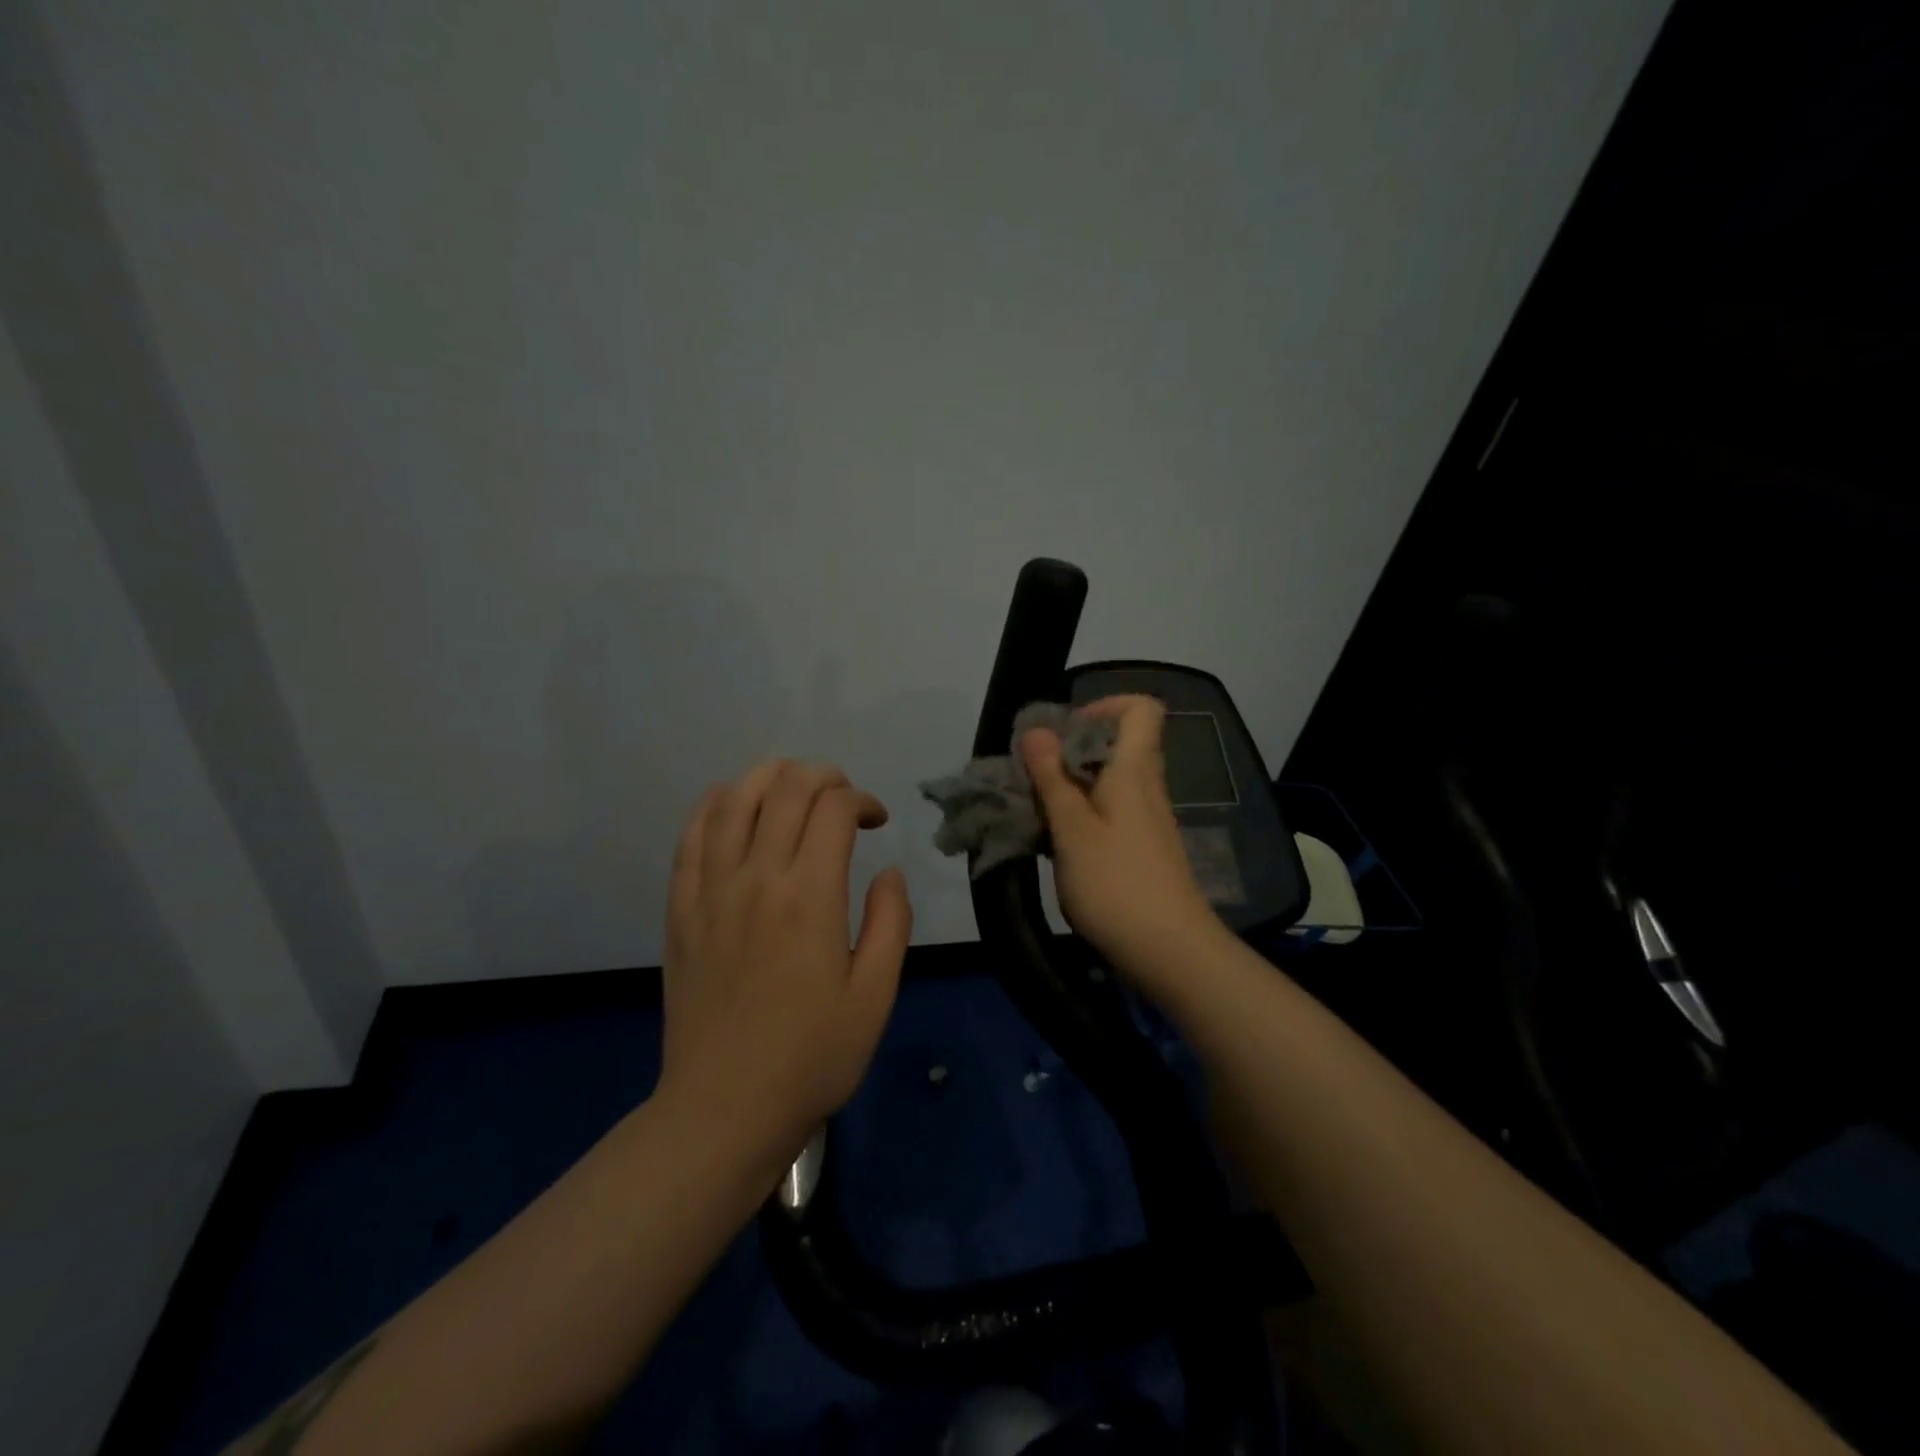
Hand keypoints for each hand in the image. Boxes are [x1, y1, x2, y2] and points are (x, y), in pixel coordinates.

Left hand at [658, 760, 911, 1167]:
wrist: (723, 1108)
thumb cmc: (811, 1057)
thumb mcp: (875, 996)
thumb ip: (890, 923)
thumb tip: (887, 871)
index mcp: (809, 897)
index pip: (833, 808)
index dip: (861, 799)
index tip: (876, 822)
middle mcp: (756, 878)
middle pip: (785, 788)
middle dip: (822, 776)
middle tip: (842, 798)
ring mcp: (710, 890)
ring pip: (732, 798)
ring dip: (769, 777)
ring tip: (793, 788)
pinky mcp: (681, 908)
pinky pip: (691, 835)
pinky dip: (715, 804)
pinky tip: (734, 807)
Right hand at [1022, 696, 1219, 980]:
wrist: (1171, 953)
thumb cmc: (1116, 884)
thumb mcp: (1072, 829)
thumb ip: (1052, 778)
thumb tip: (1037, 729)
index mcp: (1134, 772)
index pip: (1141, 708)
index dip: (1104, 705)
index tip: (1065, 730)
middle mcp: (1146, 788)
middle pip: (1117, 745)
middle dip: (1072, 750)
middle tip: (1034, 774)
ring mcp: (1147, 821)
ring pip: (1109, 782)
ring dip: (1071, 786)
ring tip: (1036, 811)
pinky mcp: (1143, 850)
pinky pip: (1110, 813)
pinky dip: (1082, 816)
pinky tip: (1057, 845)